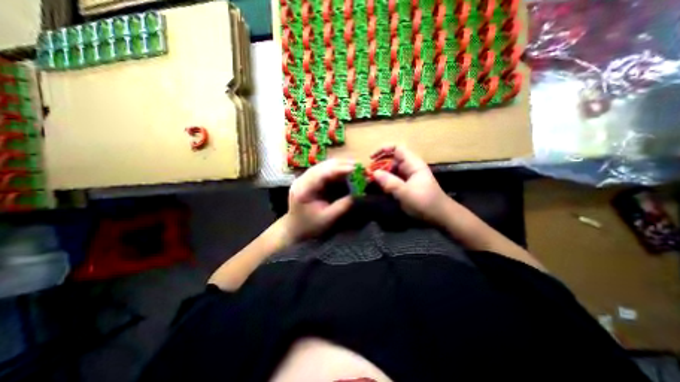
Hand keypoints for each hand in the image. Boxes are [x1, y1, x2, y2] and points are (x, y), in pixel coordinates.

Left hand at [281, 159, 356, 242]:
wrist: (295, 229)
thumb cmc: (310, 226)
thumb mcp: (328, 218)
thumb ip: (343, 205)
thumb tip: (360, 193)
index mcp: (303, 189)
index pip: (323, 173)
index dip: (340, 169)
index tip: (356, 169)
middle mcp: (302, 179)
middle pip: (323, 165)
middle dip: (342, 165)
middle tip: (359, 167)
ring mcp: (305, 178)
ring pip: (324, 165)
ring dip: (340, 166)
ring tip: (355, 168)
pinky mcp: (309, 179)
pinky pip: (324, 170)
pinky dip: (336, 170)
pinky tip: (346, 172)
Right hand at [372, 145, 449, 222]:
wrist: (440, 216)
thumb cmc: (425, 202)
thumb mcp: (405, 192)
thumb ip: (389, 182)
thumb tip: (374, 173)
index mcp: (413, 164)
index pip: (397, 149)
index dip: (384, 150)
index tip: (372, 158)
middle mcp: (409, 168)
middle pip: (392, 160)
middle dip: (379, 165)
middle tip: (368, 174)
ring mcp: (407, 177)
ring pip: (391, 171)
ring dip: (381, 175)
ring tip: (370, 182)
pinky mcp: (406, 186)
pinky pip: (393, 180)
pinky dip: (385, 182)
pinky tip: (378, 188)